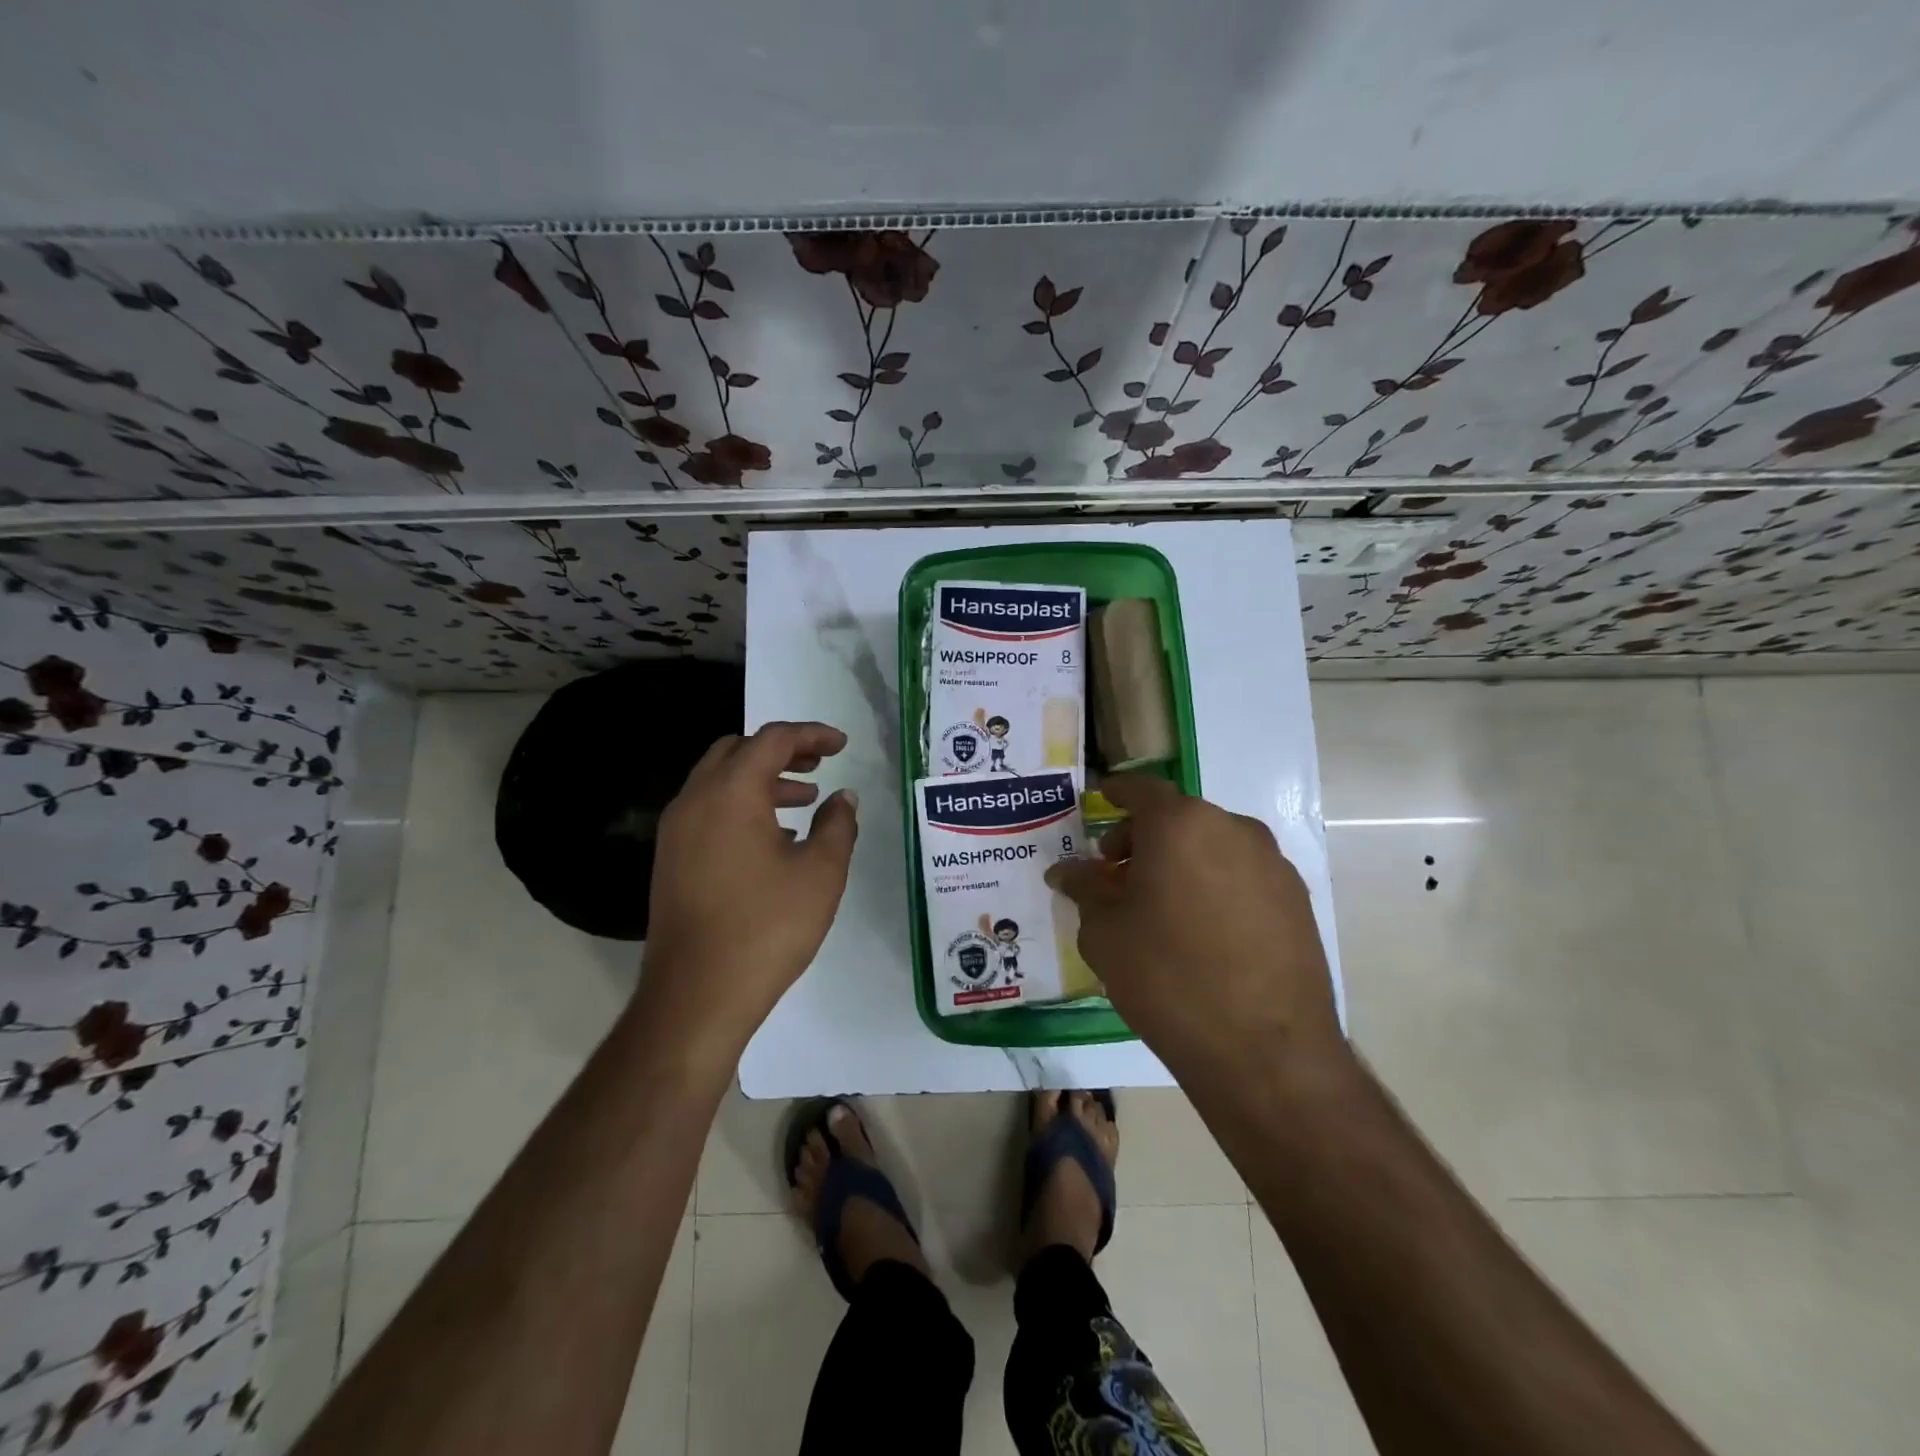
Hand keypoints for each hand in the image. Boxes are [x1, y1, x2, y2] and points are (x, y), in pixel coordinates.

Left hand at [640, 721, 858, 1048]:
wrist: (696, 995)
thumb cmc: (767, 927)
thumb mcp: (821, 873)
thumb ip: (837, 824)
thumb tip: (843, 797)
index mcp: (731, 793)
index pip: (772, 740)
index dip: (811, 735)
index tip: (842, 745)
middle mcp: (695, 800)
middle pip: (737, 750)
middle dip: (781, 751)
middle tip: (818, 765)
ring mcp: (676, 830)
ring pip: (719, 780)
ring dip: (761, 778)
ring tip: (803, 799)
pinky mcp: (671, 858)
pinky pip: (707, 809)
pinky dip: (741, 804)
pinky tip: (772, 837)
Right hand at [1047, 775, 1340, 1072]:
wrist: (1263, 1050)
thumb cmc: (1166, 977)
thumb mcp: (1105, 932)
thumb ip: (1085, 889)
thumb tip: (1065, 872)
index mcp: (1181, 824)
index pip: (1141, 790)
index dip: (1116, 794)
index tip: (1100, 801)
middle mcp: (1233, 829)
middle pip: (1179, 818)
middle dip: (1144, 838)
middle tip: (1118, 874)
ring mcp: (1272, 864)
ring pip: (1213, 846)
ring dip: (1182, 862)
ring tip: (1160, 907)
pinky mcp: (1297, 900)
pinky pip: (1243, 876)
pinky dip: (1215, 885)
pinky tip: (1203, 931)